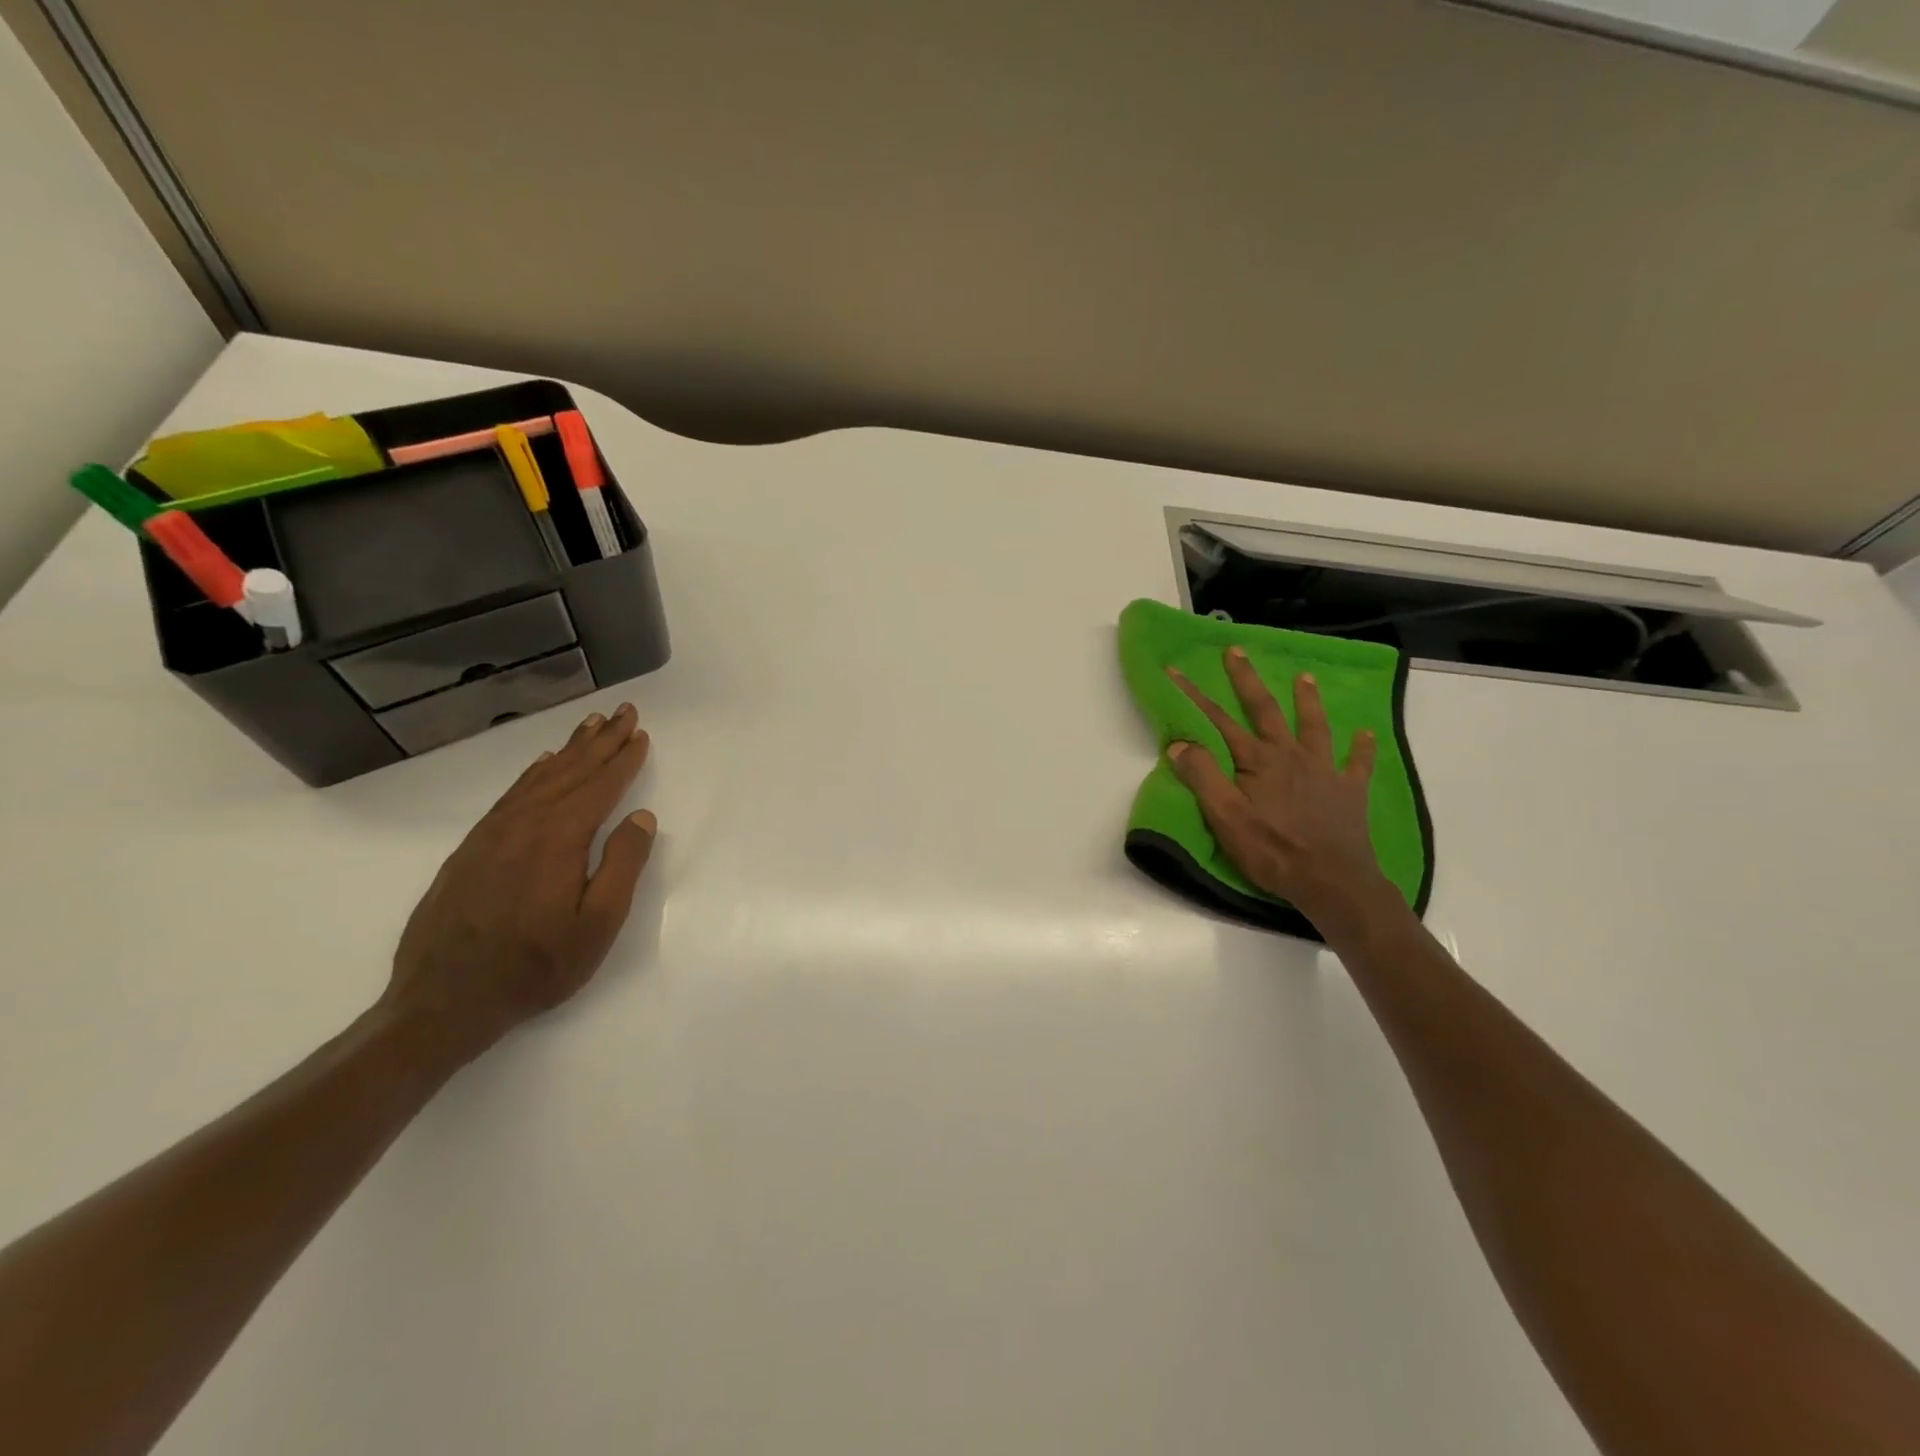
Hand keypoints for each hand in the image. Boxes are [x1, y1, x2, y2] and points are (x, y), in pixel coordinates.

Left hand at [382, 703, 656, 1069]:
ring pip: (539, 779)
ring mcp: (493, 835)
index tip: (640, 733)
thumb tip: (641, 818)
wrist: (443, 1002)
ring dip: (569, 750)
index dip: (622, 759)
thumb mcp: (597, 925)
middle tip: (622, 711)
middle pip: (570, 772)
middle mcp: (524, 825)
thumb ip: (622, 866)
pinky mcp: (472, 849)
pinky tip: (543, 765)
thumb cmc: (535, 967)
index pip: (599, 786)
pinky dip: (533, 774)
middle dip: (600, 741)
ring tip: (589, 726)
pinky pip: (511, 796)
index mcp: (559, 839)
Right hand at [1167, 648, 1397, 938]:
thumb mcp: (1225, 817)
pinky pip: (1357, 763)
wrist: (1331, 881)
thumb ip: (1202, 777)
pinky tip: (1365, 733)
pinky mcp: (1349, 791)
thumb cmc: (1272, 851)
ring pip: (1314, 726)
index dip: (1195, 695)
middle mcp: (1291, 756)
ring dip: (1307, 700)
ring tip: (1305, 677)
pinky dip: (1362, 747)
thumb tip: (1180, 743)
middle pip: (1266, 710)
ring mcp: (1324, 771)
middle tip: (1237, 651)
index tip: (1177, 670)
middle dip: (1248, 680)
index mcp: (1258, 761)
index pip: (1218, 721)